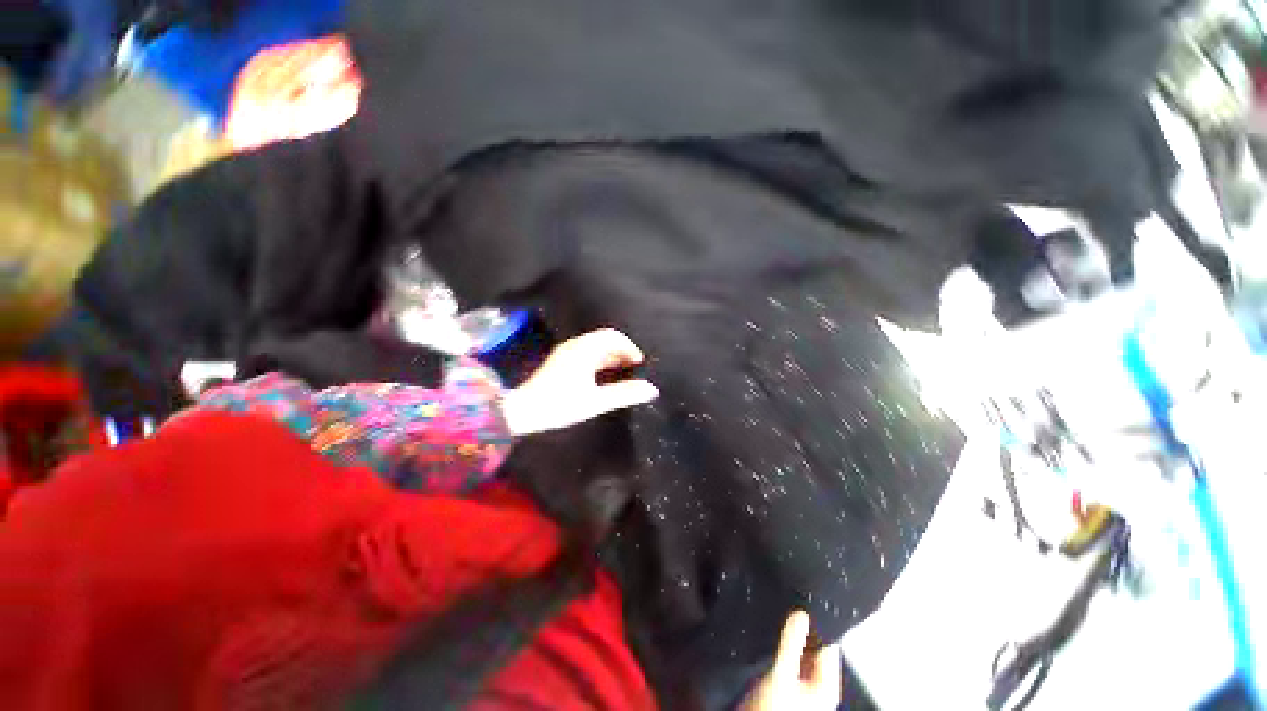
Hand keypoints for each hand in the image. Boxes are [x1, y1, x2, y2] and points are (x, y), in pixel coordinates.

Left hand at [500, 328, 658, 435]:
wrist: (522, 412)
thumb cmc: (559, 405)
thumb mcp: (595, 402)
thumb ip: (624, 394)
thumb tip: (651, 389)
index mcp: (583, 350)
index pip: (612, 336)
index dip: (629, 347)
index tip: (639, 363)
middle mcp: (575, 346)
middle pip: (604, 339)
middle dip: (621, 350)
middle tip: (634, 368)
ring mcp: (566, 352)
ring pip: (595, 346)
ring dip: (611, 355)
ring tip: (623, 372)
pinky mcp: (561, 361)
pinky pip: (586, 353)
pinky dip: (600, 360)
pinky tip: (604, 376)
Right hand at [742, 611, 842, 710]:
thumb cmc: (773, 708)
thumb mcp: (782, 673)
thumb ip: (791, 643)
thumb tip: (801, 613)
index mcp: (826, 686)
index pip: (829, 645)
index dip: (818, 622)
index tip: (805, 599)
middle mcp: (816, 685)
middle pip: (812, 648)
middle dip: (800, 628)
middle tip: (789, 601)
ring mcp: (799, 685)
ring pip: (797, 652)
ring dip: (789, 637)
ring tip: (779, 612)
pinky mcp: (784, 684)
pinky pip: (785, 658)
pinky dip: (780, 646)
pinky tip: (771, 632)